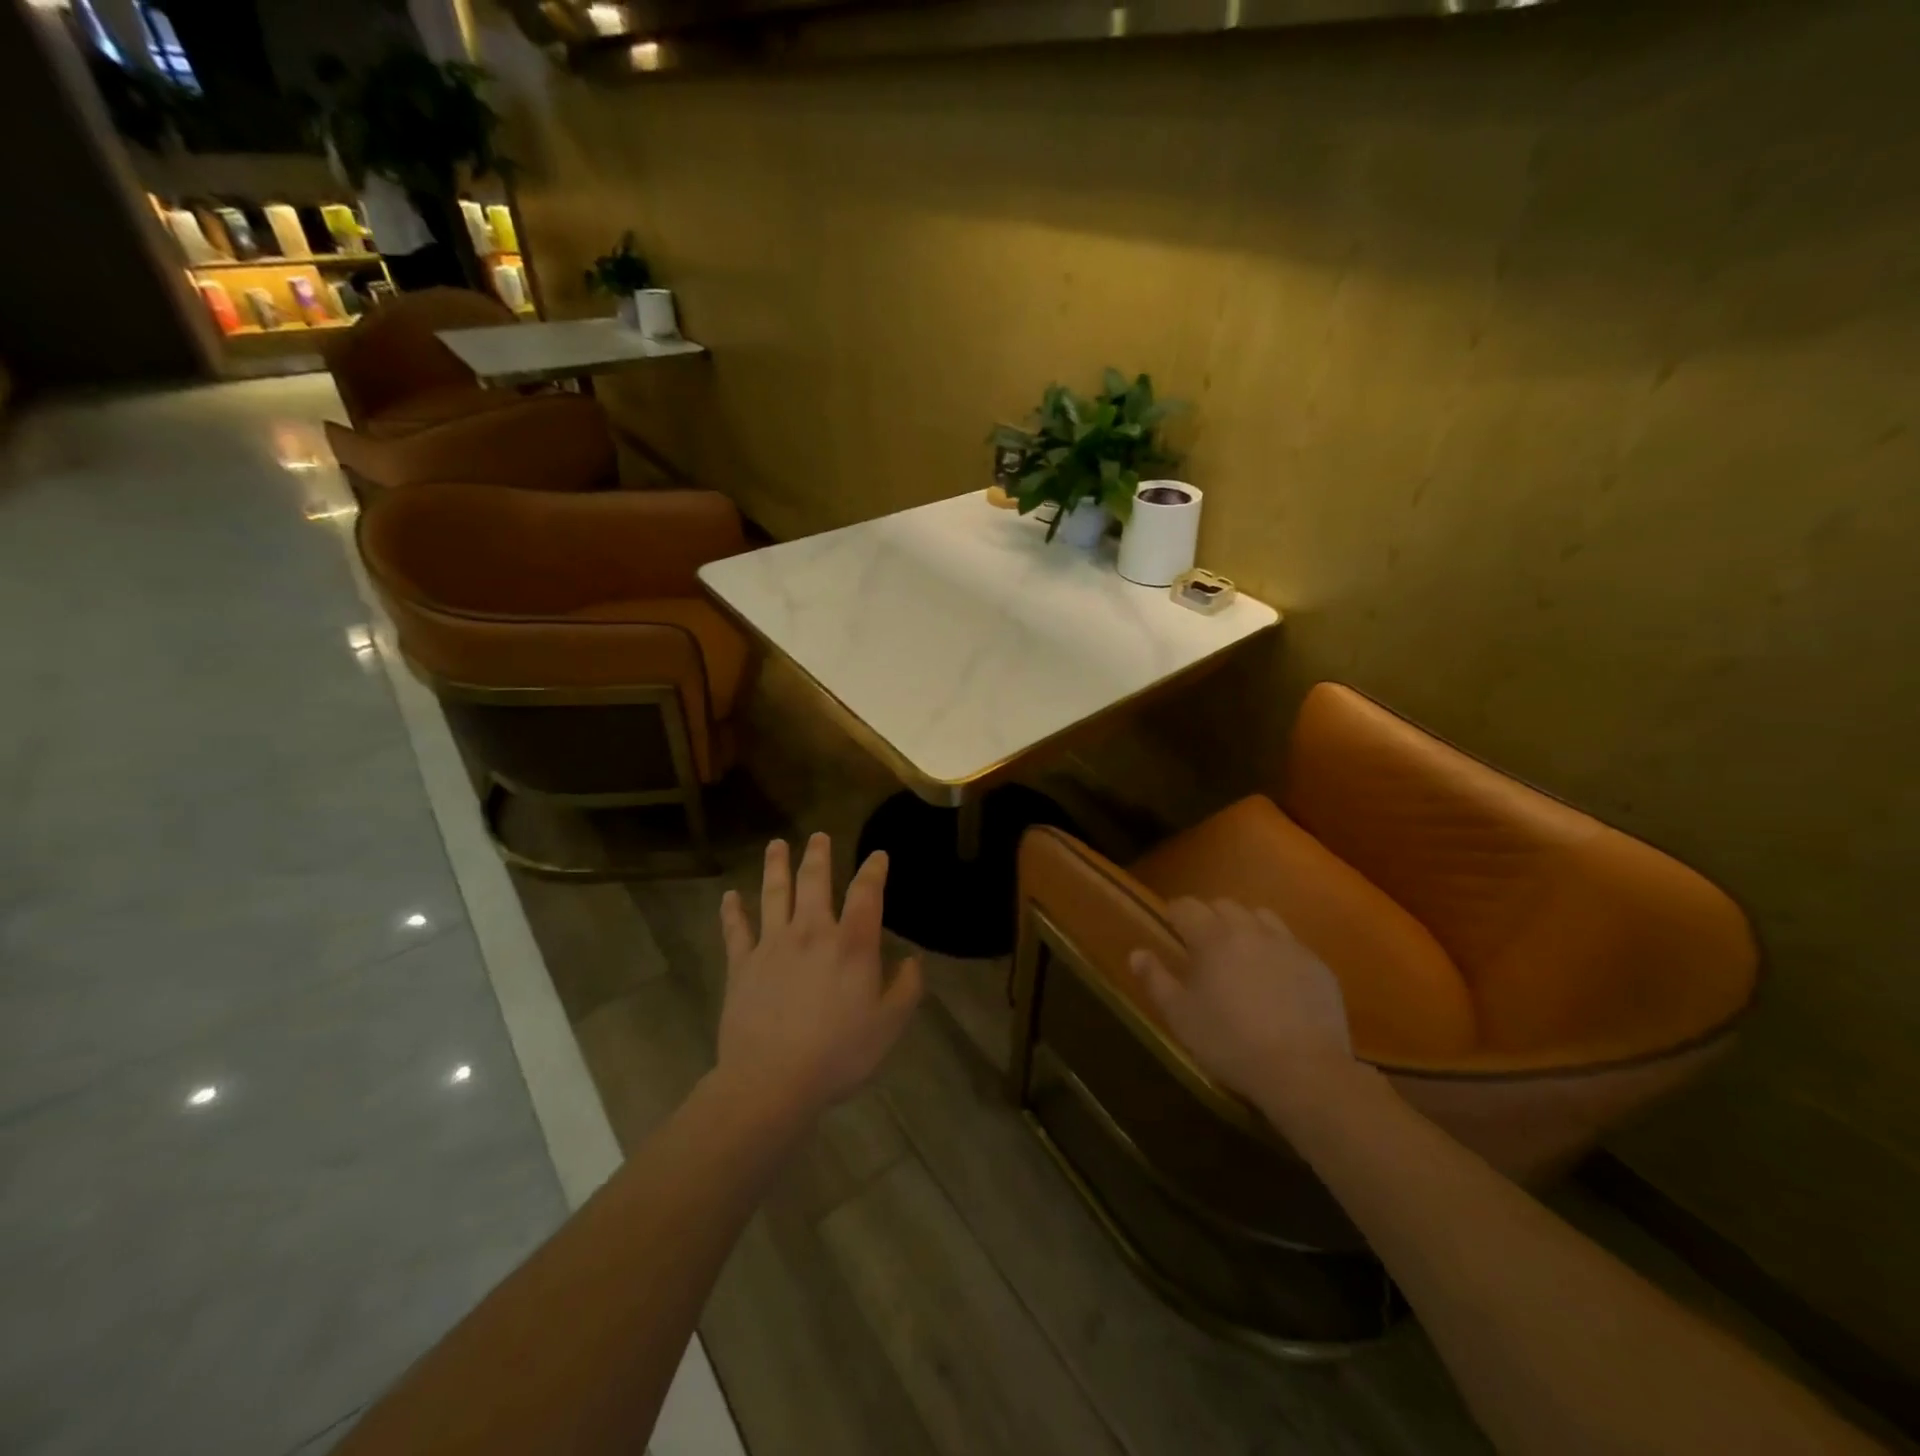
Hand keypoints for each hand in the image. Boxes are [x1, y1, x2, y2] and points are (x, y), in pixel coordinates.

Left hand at [716, 834, 923, 1119]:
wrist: (771, 1080)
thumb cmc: (838, 1053)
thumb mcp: (889, 1025)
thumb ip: (906, 989)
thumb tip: (914, 960)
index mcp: (851, 944)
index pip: (866, 893)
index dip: (874, 870)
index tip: (877, 855)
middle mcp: (812, 932)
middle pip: (814, 881)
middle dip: (818, 855)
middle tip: (818, 836)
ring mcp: (772, 945)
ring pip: (774, 894)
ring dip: (776, 866)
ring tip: (776, 845)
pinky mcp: (742, 965)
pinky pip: (736, 930)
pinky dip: (732, 912)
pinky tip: (729, 897)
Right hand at [1129, 898, 1356, 1111]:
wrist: (1304, 1072)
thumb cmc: (1230, 1043)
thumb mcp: (1181, 1017)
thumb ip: (1155, 980)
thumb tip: (1137, 953)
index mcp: (1212, 938)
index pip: (1187, 907)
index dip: (1175, 913)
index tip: (1170, 927)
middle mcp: (1250, 930)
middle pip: (1224, 905)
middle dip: (1209, 916)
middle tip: (1202, 943)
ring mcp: (1288, 945)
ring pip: (1260, 916)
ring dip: (1244, 925)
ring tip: (1240, 952)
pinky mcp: (1317, 965)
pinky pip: (1290, 942)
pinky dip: (1275, 949)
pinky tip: (1275, 977)